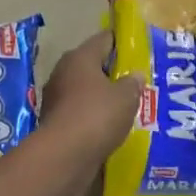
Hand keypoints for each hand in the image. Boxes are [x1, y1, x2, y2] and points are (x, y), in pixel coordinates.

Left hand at [40, 31, 142, 166]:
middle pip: (93, 65)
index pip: (104, 39)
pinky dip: (94, 117)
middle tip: (137, 81)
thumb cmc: (97, 116)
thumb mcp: (125, 97)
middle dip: (114, 73)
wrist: (64, 155)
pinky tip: (111, 126)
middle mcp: (64, 73)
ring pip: (86, 91)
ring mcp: (56, 98)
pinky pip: (81, 113)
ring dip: (103, 97)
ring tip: (128, 105)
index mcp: (80, 57)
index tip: (139, 49)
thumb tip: (135, 75)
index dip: (122, 42)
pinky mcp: (55, 122)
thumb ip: (133, 84)